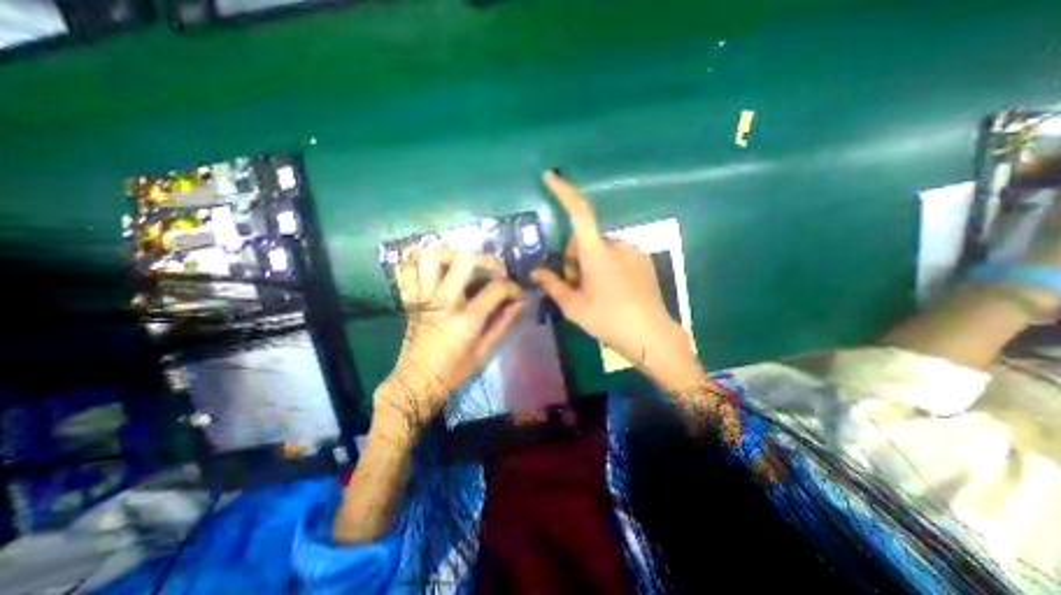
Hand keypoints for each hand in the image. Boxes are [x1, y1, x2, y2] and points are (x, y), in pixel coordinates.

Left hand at [380, 244, 522, 430]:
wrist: (416, 382)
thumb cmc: (453, 371)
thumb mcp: (484, 351)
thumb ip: (502, 322)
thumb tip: (519, 303)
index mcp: (466, 318)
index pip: (496, 288)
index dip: (512, 287)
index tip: (516, 293)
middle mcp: (444, 301)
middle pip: (464, 260)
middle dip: (486, 260)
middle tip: (494, 270)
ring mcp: (424, 297)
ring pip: (431, 256)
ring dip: (452, 254)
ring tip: (464, 264)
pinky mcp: (410, 298)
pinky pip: (408, 270)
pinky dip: (422, 263)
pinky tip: (437, 269)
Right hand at [527, 169, 702, 389]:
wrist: (650, 334)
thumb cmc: (607, 320)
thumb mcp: (573, 306)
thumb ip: (553, 285)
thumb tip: (536, 273)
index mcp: (596, 252)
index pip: (578, 212)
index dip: (563, 191)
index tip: (550, 177)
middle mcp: (616, 244)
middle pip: (585, 238)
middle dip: (574, 256)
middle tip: (576, 285)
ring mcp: (632, 251)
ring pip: (601, 248)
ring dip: (591, 262)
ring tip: (594, 291)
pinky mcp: (643, 260)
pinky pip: (617, 254)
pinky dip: (607, 265)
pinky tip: (612, 290)